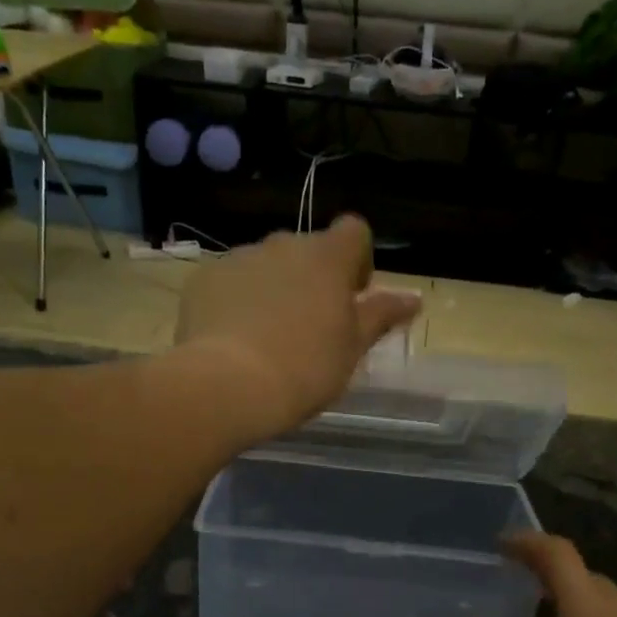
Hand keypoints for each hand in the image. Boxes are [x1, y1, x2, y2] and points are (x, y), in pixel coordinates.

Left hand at [174, 215, 420, 442]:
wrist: (228, 385)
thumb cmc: (305, 368)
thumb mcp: (352, 348)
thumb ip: (381, 315)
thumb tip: (413, 298)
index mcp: (327, 257)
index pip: (354, 231)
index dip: (358, 260)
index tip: (352, 296)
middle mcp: (283, 245)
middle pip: (307, 250)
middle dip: (313, 279)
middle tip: (311, 326)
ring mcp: (239, 258)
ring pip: (266, 265)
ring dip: (275, 289)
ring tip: (268, 337)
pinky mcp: (204, 279)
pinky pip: (231, 282)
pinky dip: (237, 300)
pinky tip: (234, 339)